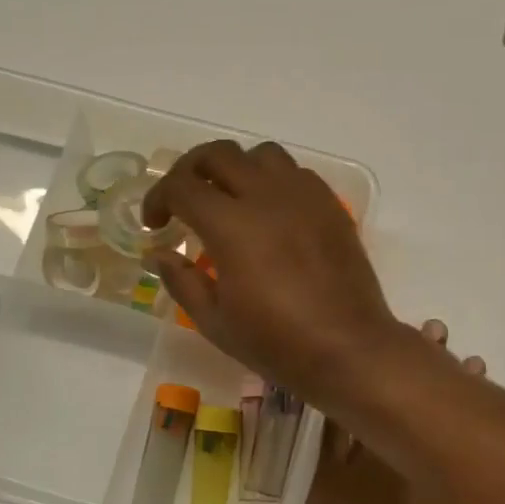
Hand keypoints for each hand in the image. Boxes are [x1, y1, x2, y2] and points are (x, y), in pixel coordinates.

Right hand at [145, 140, 406, 403]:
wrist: (348, 349)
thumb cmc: (276, 343)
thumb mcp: (214, 322)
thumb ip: (181, 280)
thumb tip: (160, 253)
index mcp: (231, 225)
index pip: (181, 186)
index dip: (158, 198)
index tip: (156, 224)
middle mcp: (266, 197)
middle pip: (218, 154)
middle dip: (190, 170)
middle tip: (184, 199)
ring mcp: (304, 197)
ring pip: (261, 155)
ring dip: (235, 169)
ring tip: (230, 200)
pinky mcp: (331, 206)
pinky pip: (296, 173)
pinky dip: (272, 181)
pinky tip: (270, 214)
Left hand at [284, 320, 496, 503]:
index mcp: (427, 493)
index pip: (445, 434)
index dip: (459, 398)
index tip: (473, 366)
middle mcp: (390, 471)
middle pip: (409, 411)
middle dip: (426, 370)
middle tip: (437, 332)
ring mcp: (352, 470)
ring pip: (371, 410)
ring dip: (384, 375)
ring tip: (396, 338)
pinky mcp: (324, 476)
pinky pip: (332, 430)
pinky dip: (338, 401)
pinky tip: (343, 373)